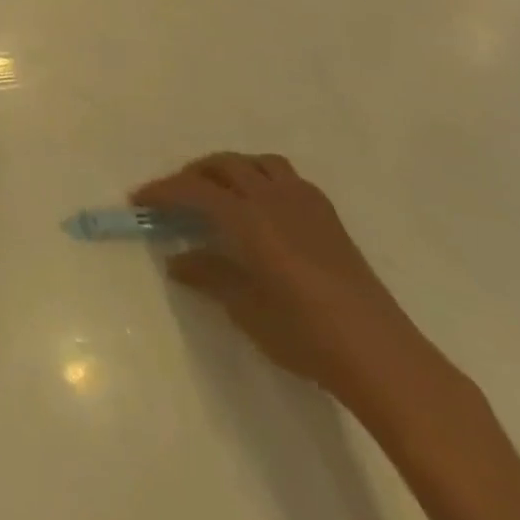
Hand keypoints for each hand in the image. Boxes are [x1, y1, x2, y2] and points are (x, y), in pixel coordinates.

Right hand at [133, 153, 433, 399]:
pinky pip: (287, 178)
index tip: (138, 199)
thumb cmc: (304, 334)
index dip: (162, 191)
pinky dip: (263, 179)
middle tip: (175, 196)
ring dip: (231, 169)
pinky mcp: (329, 218)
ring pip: (258, 163)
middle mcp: (273, 199)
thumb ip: (208, 275)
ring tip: (218, 192)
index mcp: (247, 217)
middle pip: (224, 165)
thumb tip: (177, 260)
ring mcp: (306, 204)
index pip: (192, 190)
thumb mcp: (244, 308)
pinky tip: (261, 208)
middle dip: (193, 174)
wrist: (381, 356)